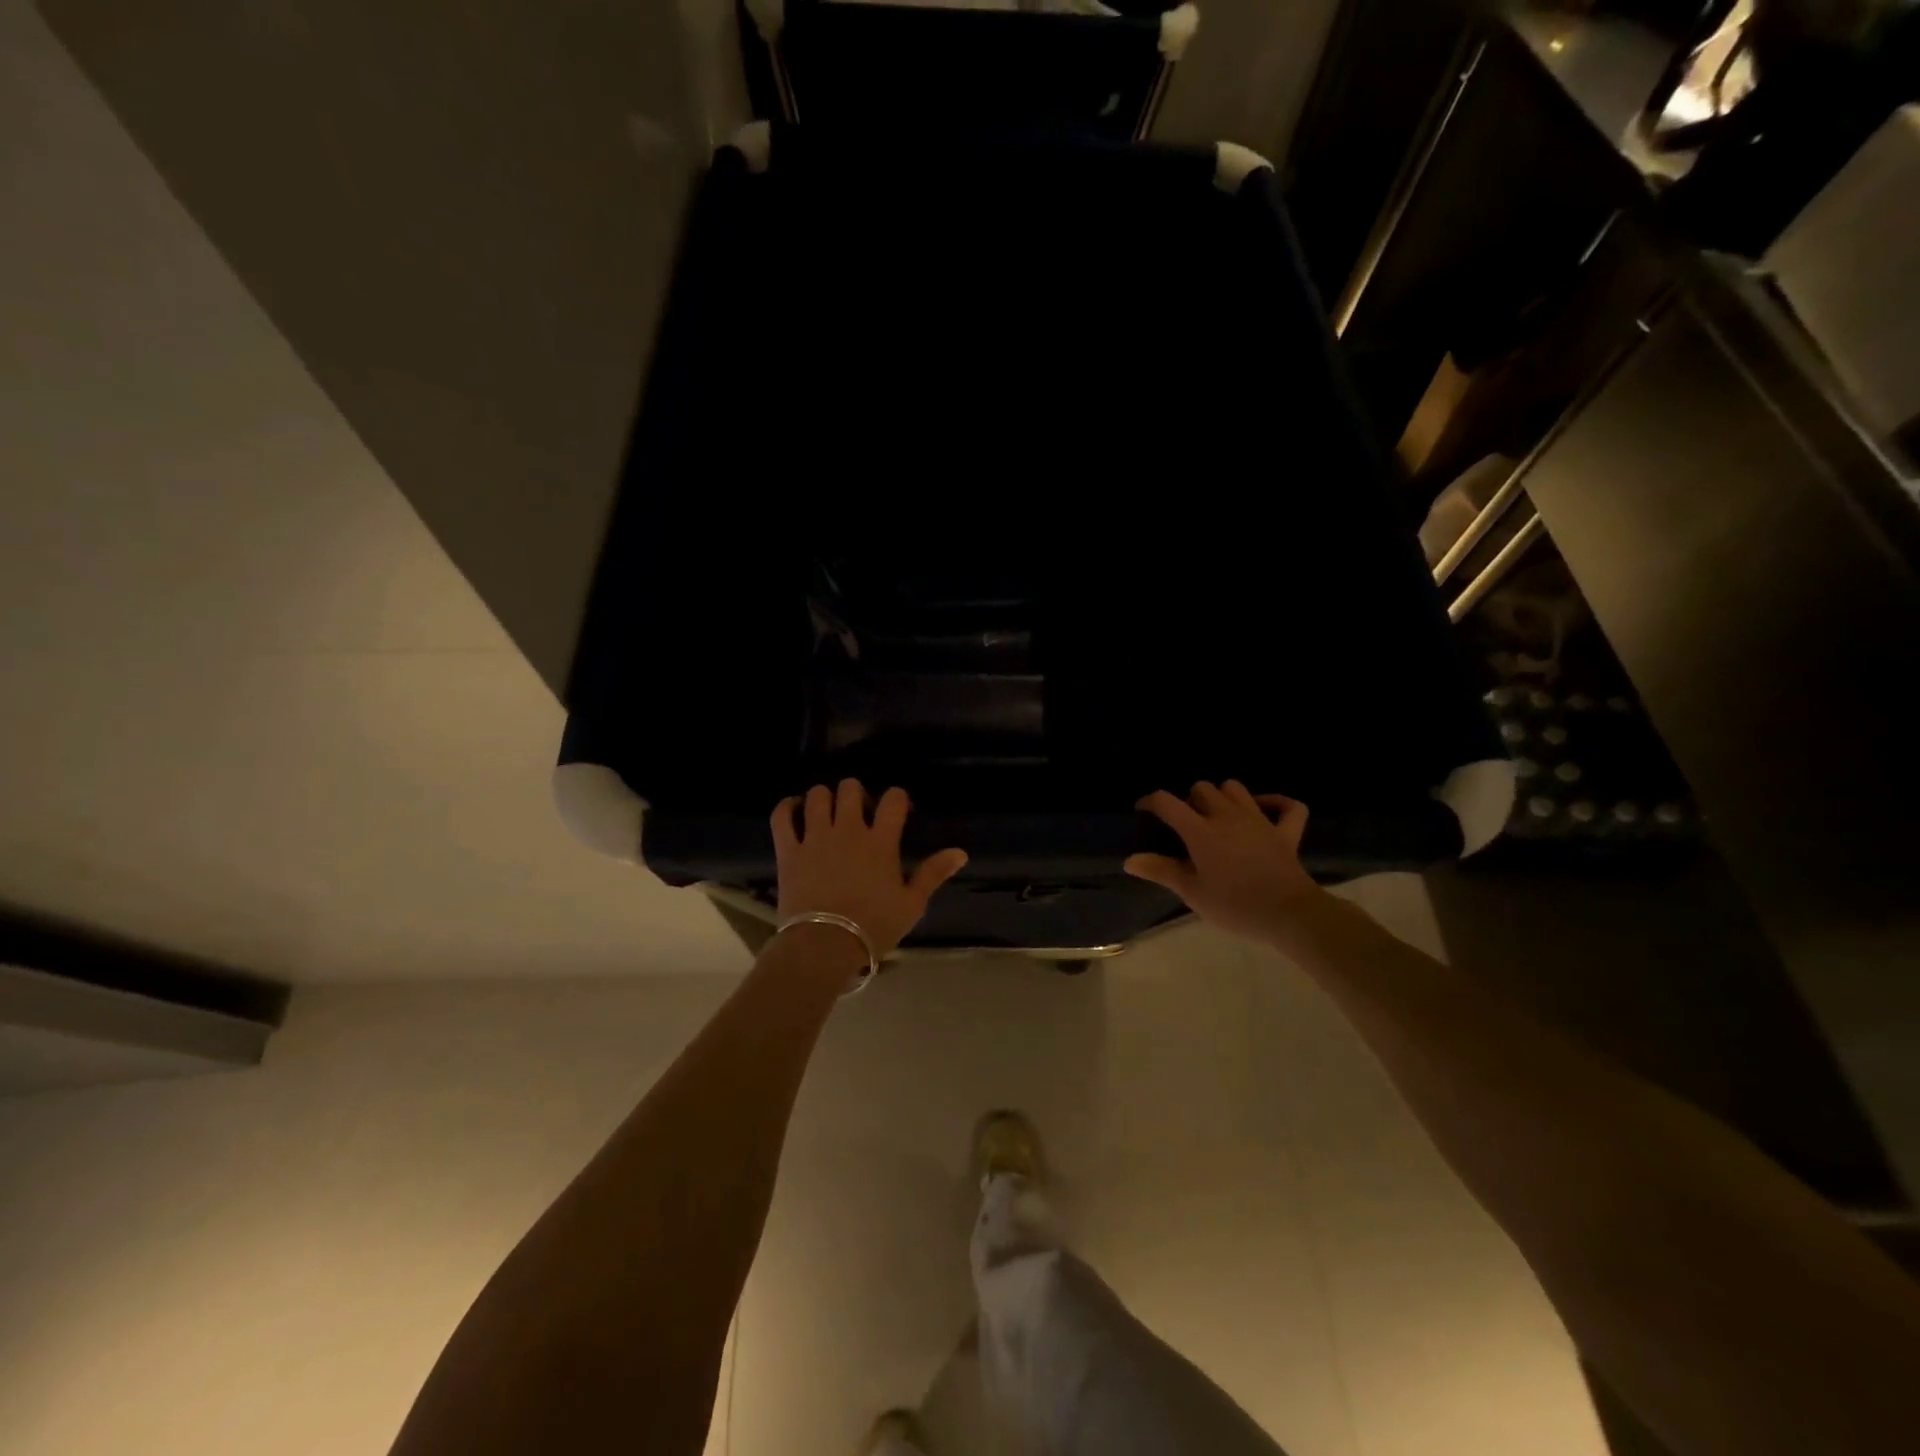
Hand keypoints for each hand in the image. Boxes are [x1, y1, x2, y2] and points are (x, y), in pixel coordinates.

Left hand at [770, 781, 968, 956]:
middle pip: (851, 788)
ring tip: (828, 812)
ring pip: (817, 795)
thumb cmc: (873, 926)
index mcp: (881, 841)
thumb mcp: (911, 904)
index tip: (899, 811)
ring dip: (824, 797)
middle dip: (857, 793)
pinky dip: (787, 807)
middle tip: (859, 812)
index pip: (893, 799)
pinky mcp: (789, 850)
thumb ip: (933, 873)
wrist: (824, 946)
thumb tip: (960, 852)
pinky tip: (794, 810)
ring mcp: (815, 837)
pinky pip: (782, 816)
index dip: (897, 798)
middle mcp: (848, 829)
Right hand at [1124, 781, 1324, 944]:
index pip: (1167, 802)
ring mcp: (1260, 820)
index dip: (1151, 802)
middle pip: (1202, 788)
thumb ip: (1161, 871)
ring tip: (1217, 815)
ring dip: (1223, 796)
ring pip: (1236, 788)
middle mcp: (1227, 816)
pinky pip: (1288, 806)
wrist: (1288, 914)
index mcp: (1201, 831)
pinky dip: (1276, 803)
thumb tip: (1130, 859)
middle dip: (1189, 800)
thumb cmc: (1234, 905)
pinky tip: (1265, 810)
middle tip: (1185, 823)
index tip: (1143, 813)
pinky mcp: (1286, 832)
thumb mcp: (1192, 893)